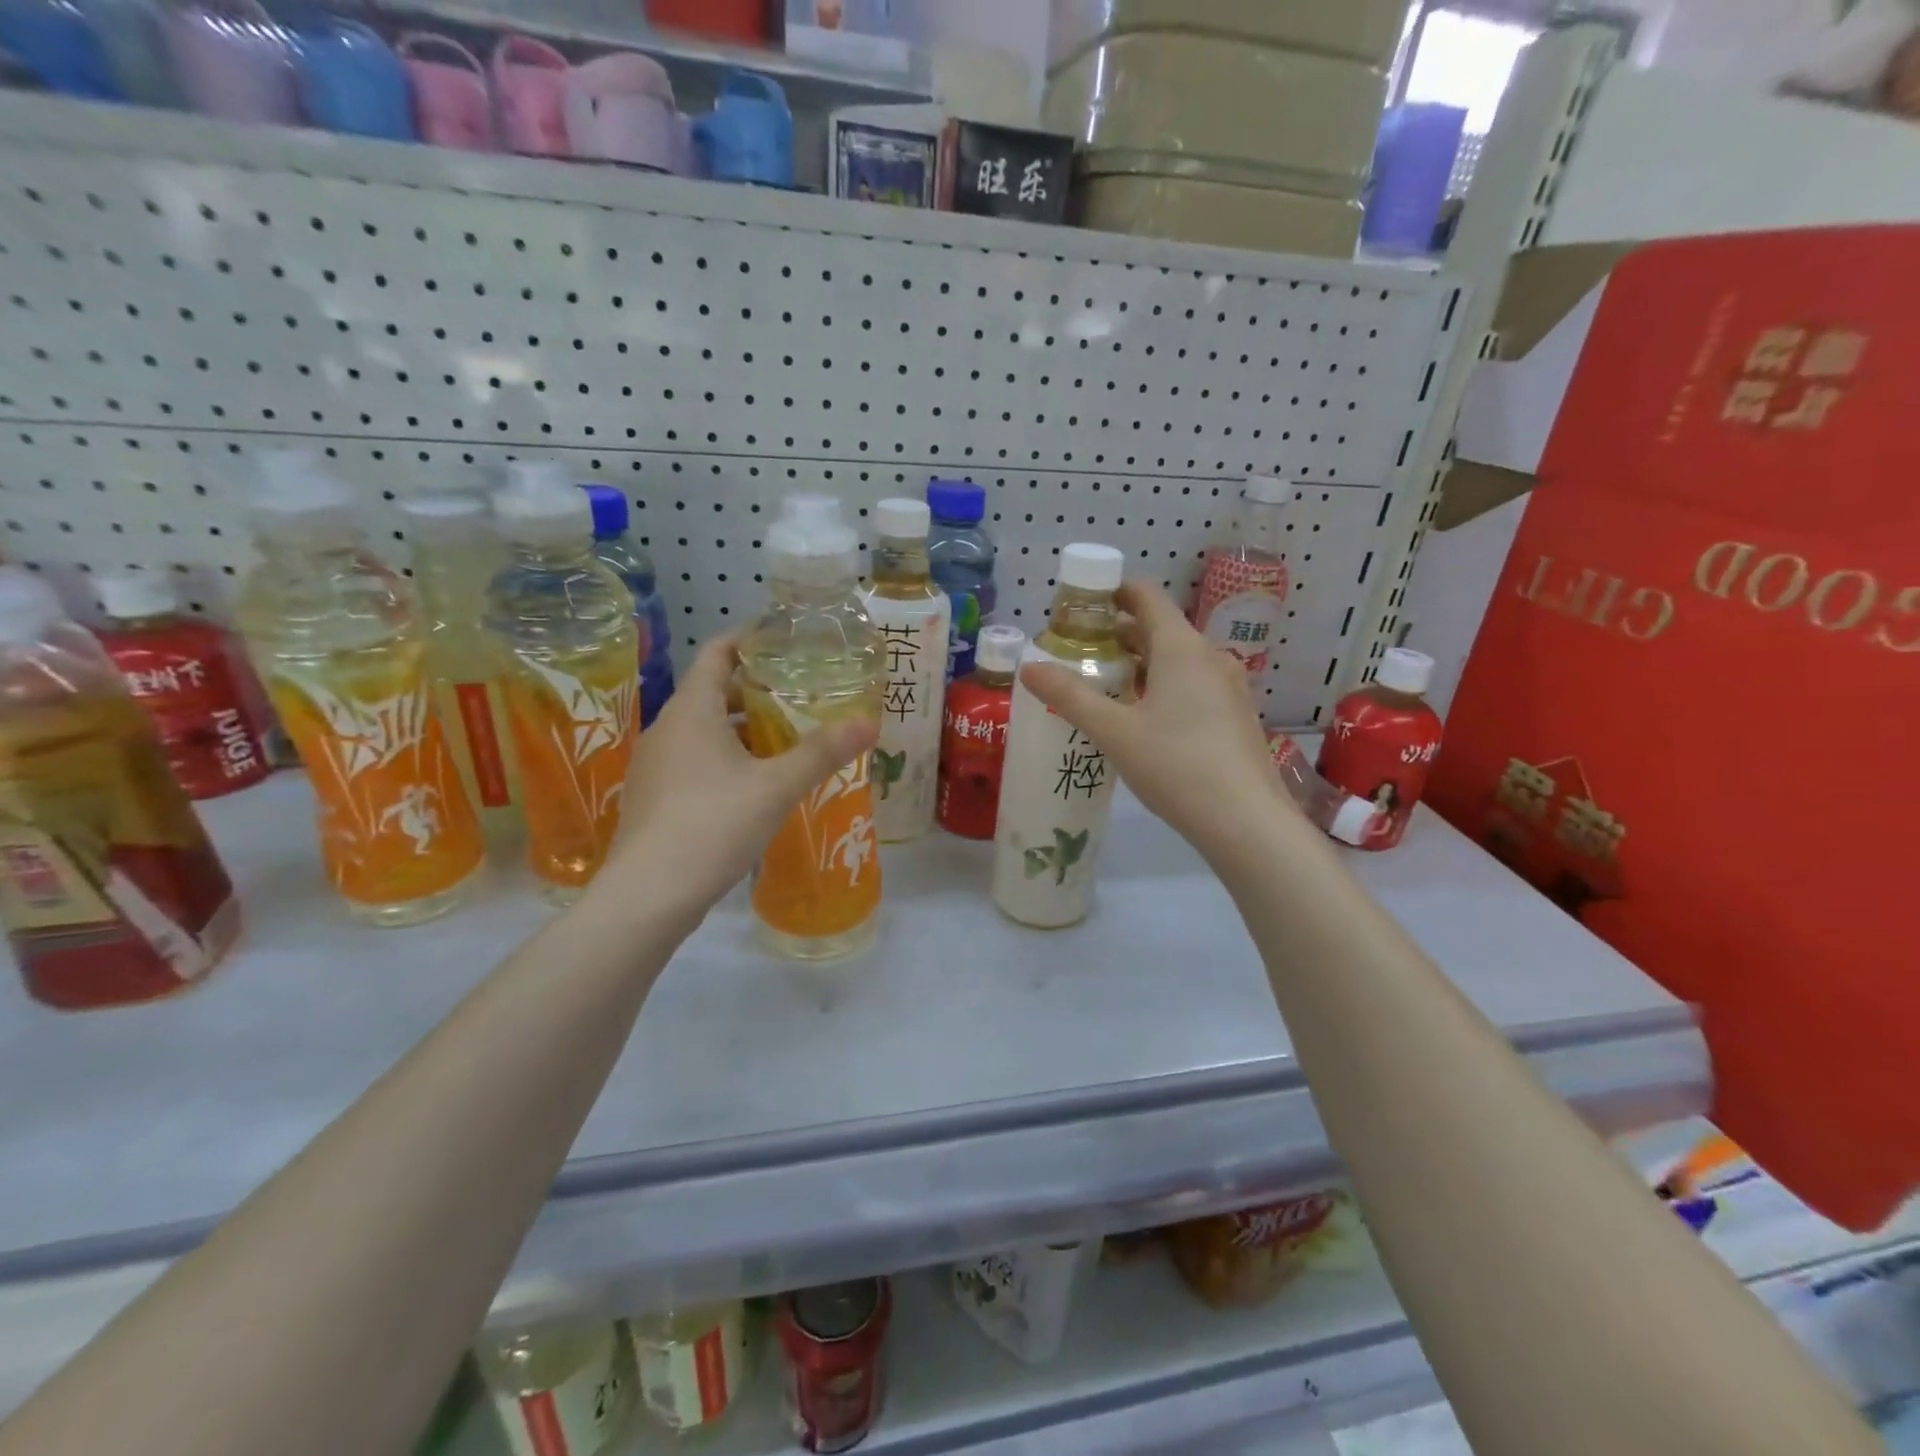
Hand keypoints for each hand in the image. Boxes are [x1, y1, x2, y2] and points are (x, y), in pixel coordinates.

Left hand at [597, 637, 878, 925]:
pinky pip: (693, 761)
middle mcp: (667, 728)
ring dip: (741, 729)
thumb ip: (823, 752)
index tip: (784, 641)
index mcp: (692, 710)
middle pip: (713, 692)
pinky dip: (724, 758)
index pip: (717, 653)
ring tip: (784, 741)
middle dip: (755, 691)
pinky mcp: (653, 798)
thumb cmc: (713, 824)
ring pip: (702, 730)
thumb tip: (870, 722)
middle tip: (799, 697)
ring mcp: (654, 765)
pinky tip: (753, 786)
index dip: (749, 640)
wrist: (648, 894)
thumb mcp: (777, 786)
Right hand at [1019, 581, 1295, 863]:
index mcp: (1181, 647)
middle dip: (1118, 635)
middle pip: (1159, 628)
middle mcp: (1209, 656)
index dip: (1112, 593)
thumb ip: (1069, 697)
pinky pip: (1192, 684)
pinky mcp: (1234, 715)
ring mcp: (1228, 686)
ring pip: (1176, 660)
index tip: (1079, 607)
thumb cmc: (1176, 766)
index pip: (1145, 596)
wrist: (1246, 822)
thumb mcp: (1114, 732)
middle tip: (1078, 653)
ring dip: (1139, 664)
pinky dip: (1162, 686)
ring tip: (1103, 686)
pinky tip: (1141, 718)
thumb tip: (1028, 667)